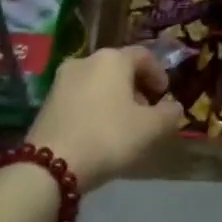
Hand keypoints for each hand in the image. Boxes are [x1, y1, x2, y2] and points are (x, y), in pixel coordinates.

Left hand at [27, 45, 185, 189]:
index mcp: (112, 59)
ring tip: (123, 125)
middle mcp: (85, 60)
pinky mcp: (47, 101)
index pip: (144, 56)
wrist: (50, 165)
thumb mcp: (150, 129)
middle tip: (146, 112)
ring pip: (98, 82)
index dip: (159, 74)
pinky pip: (80, 96)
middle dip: (136, 87)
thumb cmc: (108, 137)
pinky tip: (99, 131)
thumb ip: (169, 114)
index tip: (165, 96)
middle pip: (119, 68)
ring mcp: (62, 79)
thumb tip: (174, 107)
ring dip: (115, 98)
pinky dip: (95, 107)